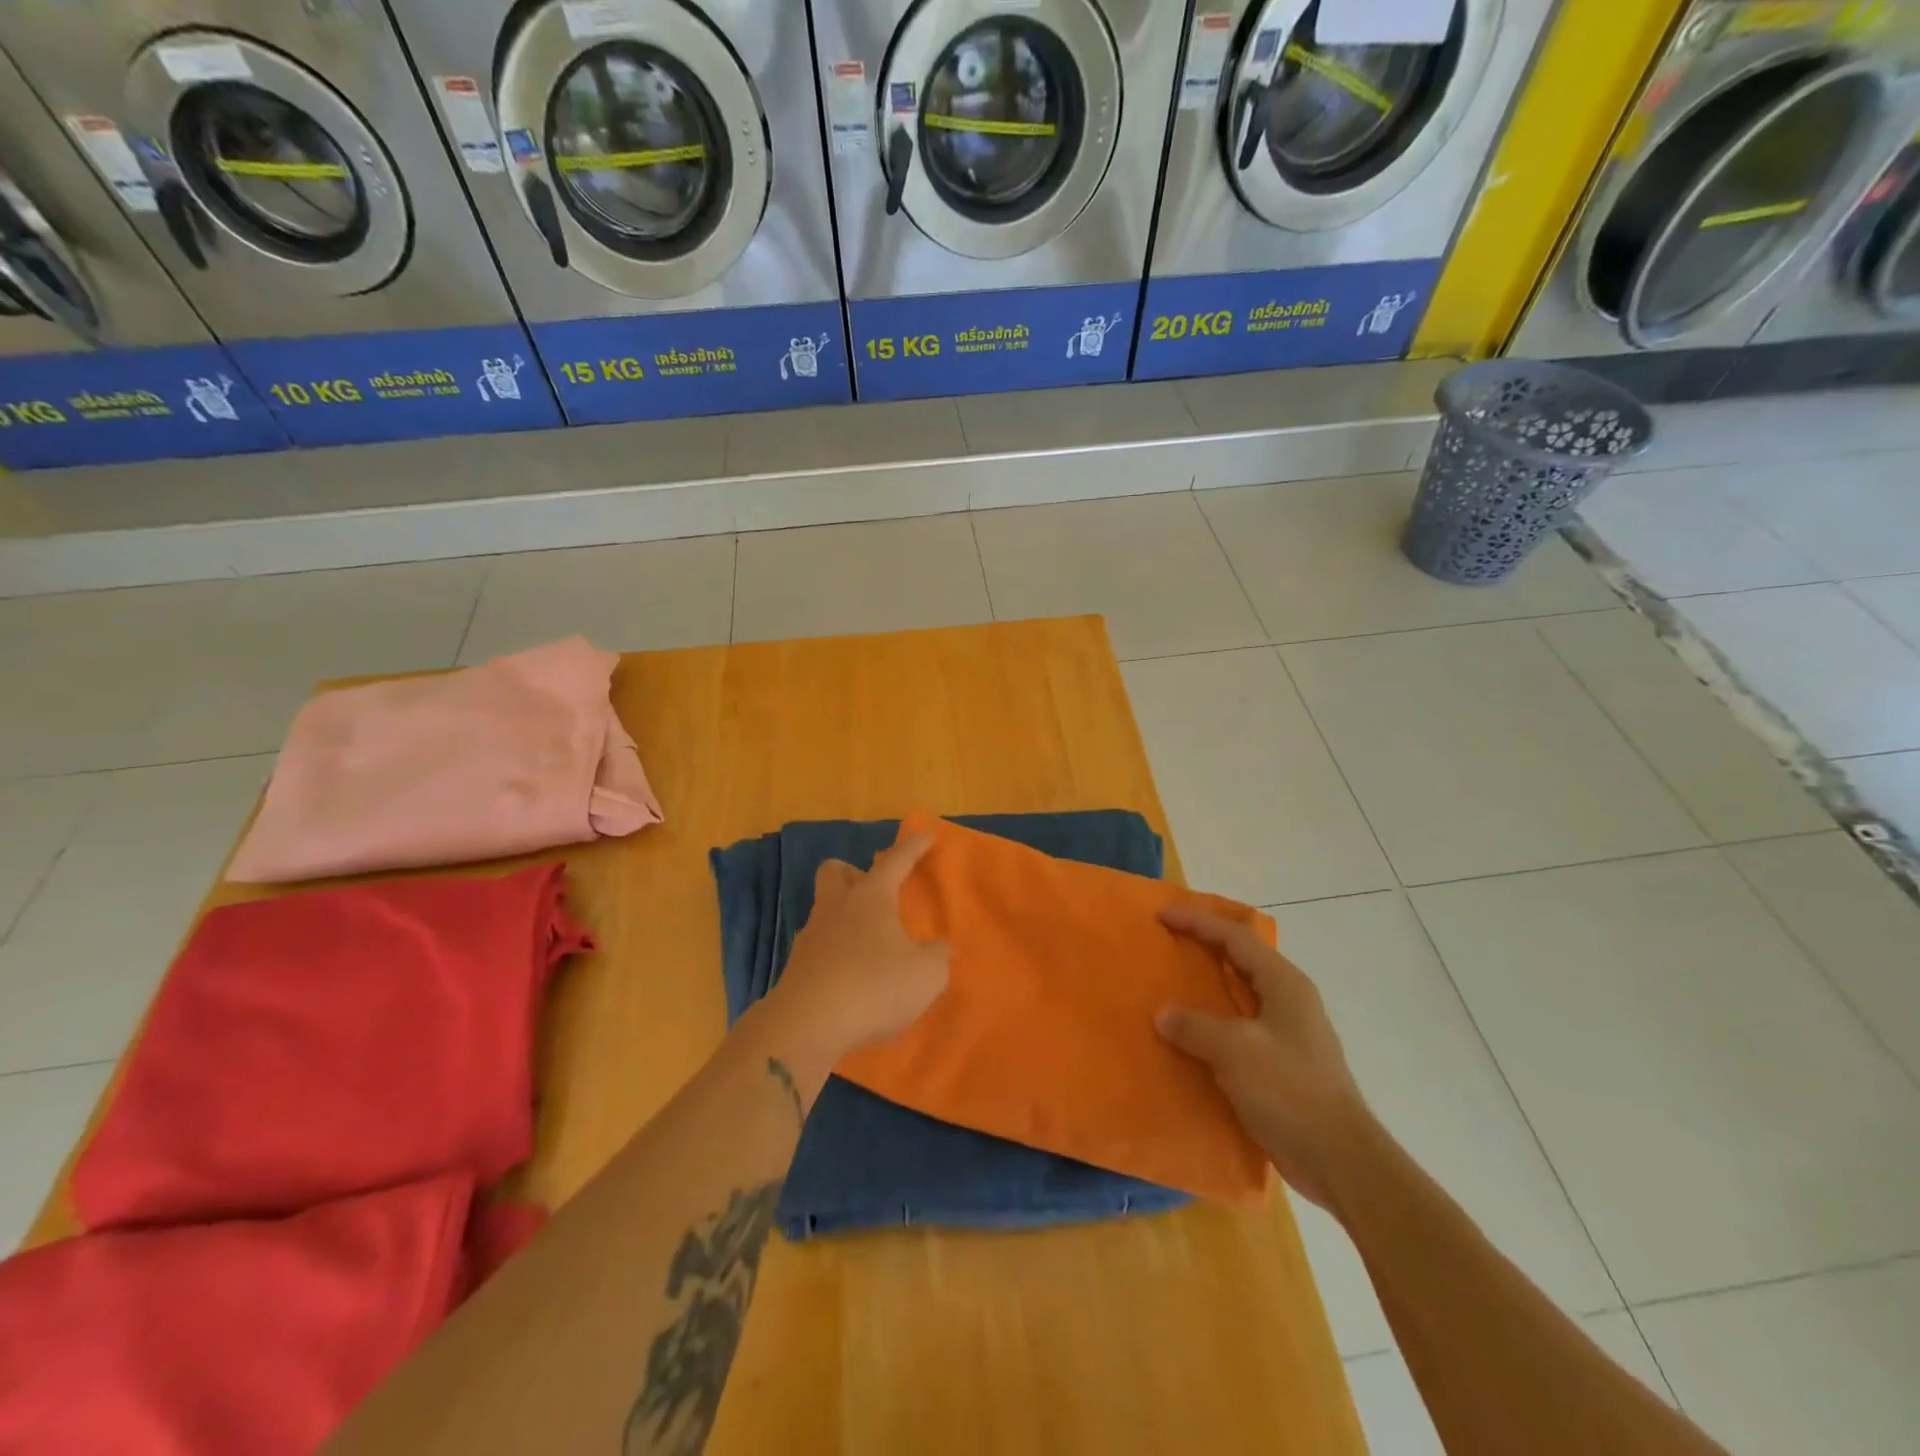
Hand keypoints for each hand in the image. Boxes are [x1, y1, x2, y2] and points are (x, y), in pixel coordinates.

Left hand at [765, 833, 949, 1064]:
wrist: (807, 1026)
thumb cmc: (874, 987)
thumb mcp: (926, 974)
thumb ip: (937, 956)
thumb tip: (939, 948)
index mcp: (871, 897)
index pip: (895, 860)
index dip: (912, 847)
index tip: (926, 835)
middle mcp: (837, 907)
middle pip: (836, 872)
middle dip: (854, 872)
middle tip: (876, 890)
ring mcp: (811, 936)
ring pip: (825, 909)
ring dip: (844, 916)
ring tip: (867, 940)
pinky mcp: (797, 968)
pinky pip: (819, 947)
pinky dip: (835, 953)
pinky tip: (851, 974)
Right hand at [1156, 904, 1369, 1208]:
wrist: (1339, 1160)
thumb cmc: (1289, 1090)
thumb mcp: (1234, 1050)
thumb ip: (1194, 1026)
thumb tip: (1163, 1014)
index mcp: (1284, 983)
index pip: (1236, 937)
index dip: (1198, 922)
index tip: (1162, 916)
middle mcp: (1289, 1000)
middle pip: (1241, 960)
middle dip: (1204, 947)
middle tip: (1167, 943)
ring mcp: (1288, 1034)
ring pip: (1240, 995)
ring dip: (1207, 988)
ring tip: (1171, 986)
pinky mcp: (1282, 1065)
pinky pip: (1239, 1028)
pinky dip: (1212, 1023)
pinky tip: (1189, 1037)